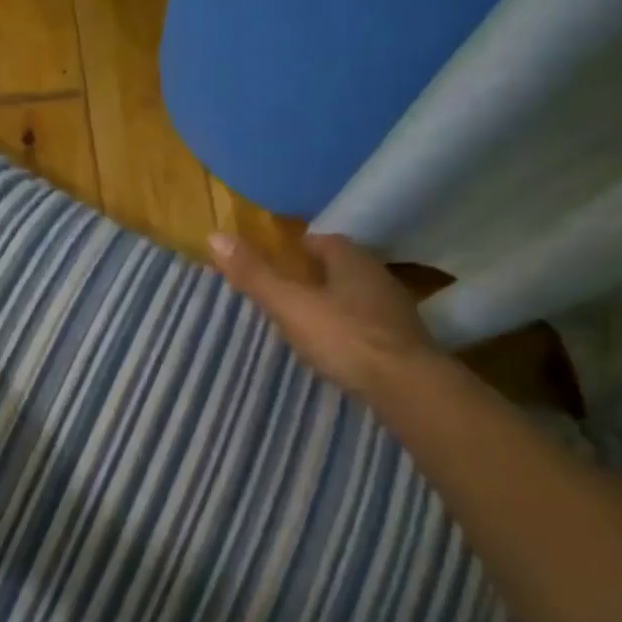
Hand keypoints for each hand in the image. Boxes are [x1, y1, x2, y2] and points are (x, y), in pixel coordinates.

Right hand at [209, 231, 439, 400]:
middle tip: (288, 291)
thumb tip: (215, 235)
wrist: (406, 385)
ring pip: (357, 296)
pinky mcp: (403, 342)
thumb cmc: (344, 337)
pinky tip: (338, 347)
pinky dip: (352, 329)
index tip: (278, 261)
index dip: (299, 248)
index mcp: (351, 260)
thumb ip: (255, 275)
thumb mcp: (290, 305)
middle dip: (317, 275)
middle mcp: (377, 277)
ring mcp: (394, 310)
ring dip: (336, 302)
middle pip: (342, 267)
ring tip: (308, 320)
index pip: (323, 241)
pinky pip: (370, 325)